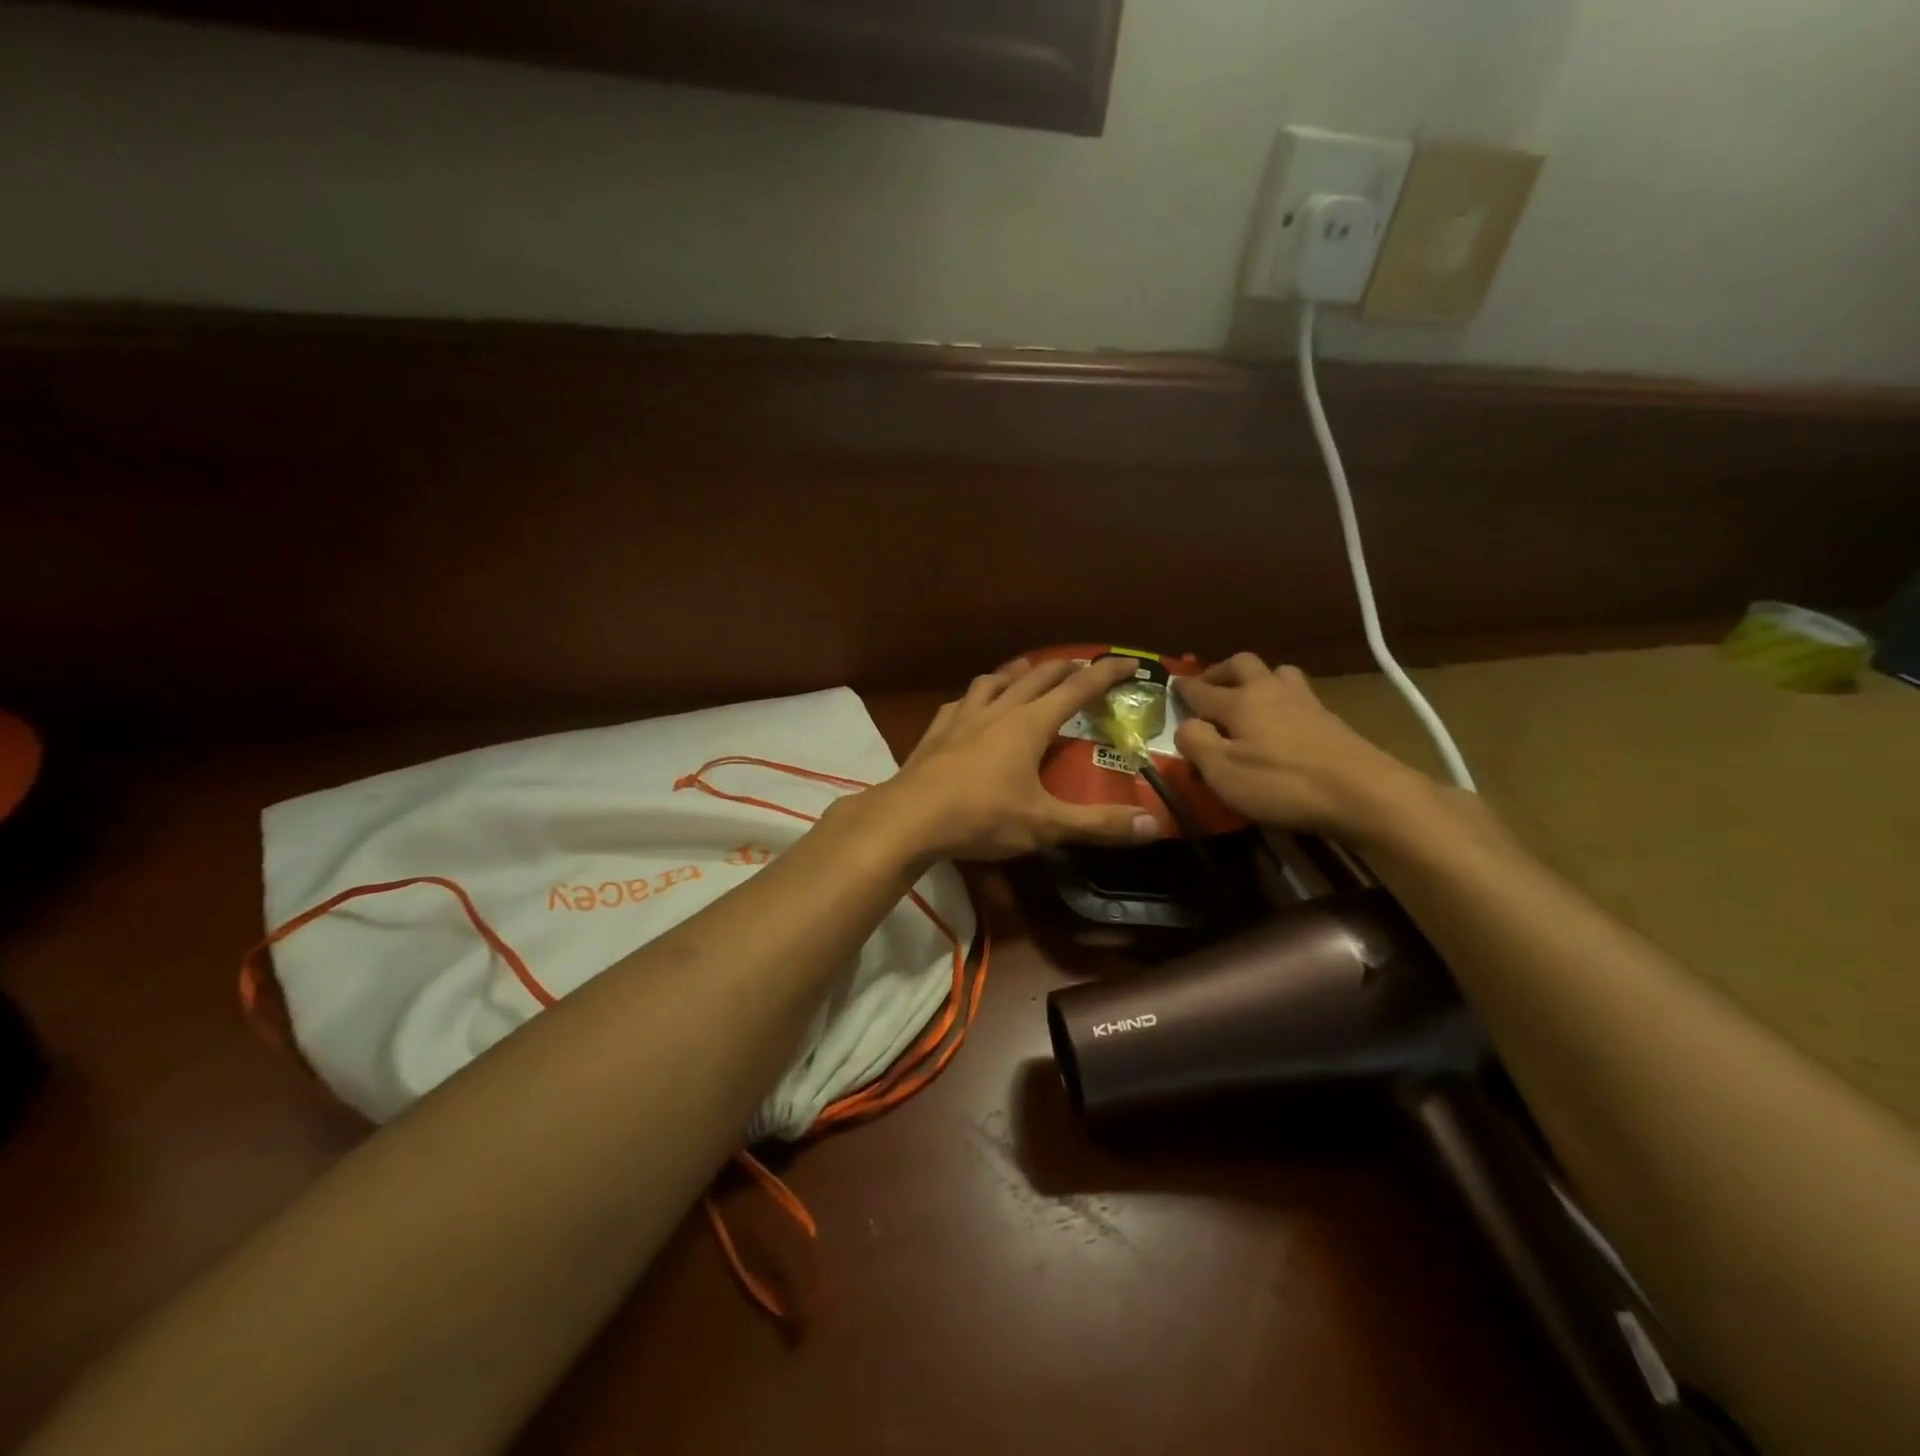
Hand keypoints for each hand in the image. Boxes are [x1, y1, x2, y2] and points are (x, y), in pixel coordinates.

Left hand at [879, 656, 1161, 861]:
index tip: (1129, 661)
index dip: (1106, 673)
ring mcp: (963, 716)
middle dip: (1065, 669)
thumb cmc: (982, 817)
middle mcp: (999, 709)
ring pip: (995, 680)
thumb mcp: (1045, 825)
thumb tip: (1154, 826)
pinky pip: (962, 701)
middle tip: (1083, 669)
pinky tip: (973, 706)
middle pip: (1038, 676)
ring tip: (1027, 674)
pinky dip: (978, 697)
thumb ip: (1098, 825)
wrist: (910, 817)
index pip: (1078, 689)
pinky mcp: (937, 729)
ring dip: (1018, 673)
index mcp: (1030, 724)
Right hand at [1174, 653, 1434, 841]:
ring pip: (1278, 674)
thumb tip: (1184, 725)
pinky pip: (1298, 696)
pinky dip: (1282, 700)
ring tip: (1249, 699)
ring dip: (1258, 680)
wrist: (1365, 793)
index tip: (1172, 684)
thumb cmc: (1282, 783)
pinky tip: (1282, 721)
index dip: (1183, 688)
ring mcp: (1306, 703)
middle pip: (1243, 664)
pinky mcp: (1331, 721)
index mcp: (1240, 701)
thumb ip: (1195, 743)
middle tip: (1210, 686)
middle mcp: (1271, 691)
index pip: (1202, 689)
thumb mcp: (1223, 771)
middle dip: (1221, 671)